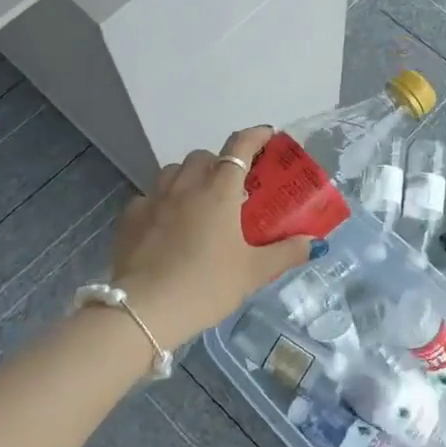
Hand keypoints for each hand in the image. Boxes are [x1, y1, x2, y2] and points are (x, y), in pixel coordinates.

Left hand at [106, 128, 313, 347]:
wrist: (143, 311)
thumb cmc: (205, 286)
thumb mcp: (253, 273)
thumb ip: (285, 253)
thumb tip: (315, 243)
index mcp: (219, 190)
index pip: (239, 147)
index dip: (256, 135)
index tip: (268, 135)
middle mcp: (185, 185)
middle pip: (203, 156)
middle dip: (219, 162)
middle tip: (233, 187)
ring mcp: (153, 199)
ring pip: (172, 171)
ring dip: (188, 177)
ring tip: (198, 202)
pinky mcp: (130, 218)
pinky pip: (149, 197)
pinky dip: (161, 202)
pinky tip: (166, 226)